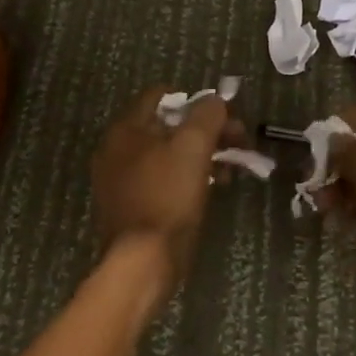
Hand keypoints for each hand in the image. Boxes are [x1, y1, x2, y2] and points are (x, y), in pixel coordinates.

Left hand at [91, 86, 240, 301]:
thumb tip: (216, 101)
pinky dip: (188, 178)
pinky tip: (213, 188)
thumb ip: (207, 115)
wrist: (144, 260)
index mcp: (126, 129)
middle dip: (206, 131)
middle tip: (238, 142)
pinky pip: (164, 180)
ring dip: (202, 155)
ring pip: (168, 155)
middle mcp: (117, 150)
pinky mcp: (133, 206)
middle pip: (167, 127)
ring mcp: (122, 181)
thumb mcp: (194, 146)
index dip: (195, 100)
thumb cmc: (168, 195)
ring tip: (231, 169)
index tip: (224, 114)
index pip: (160, 96)